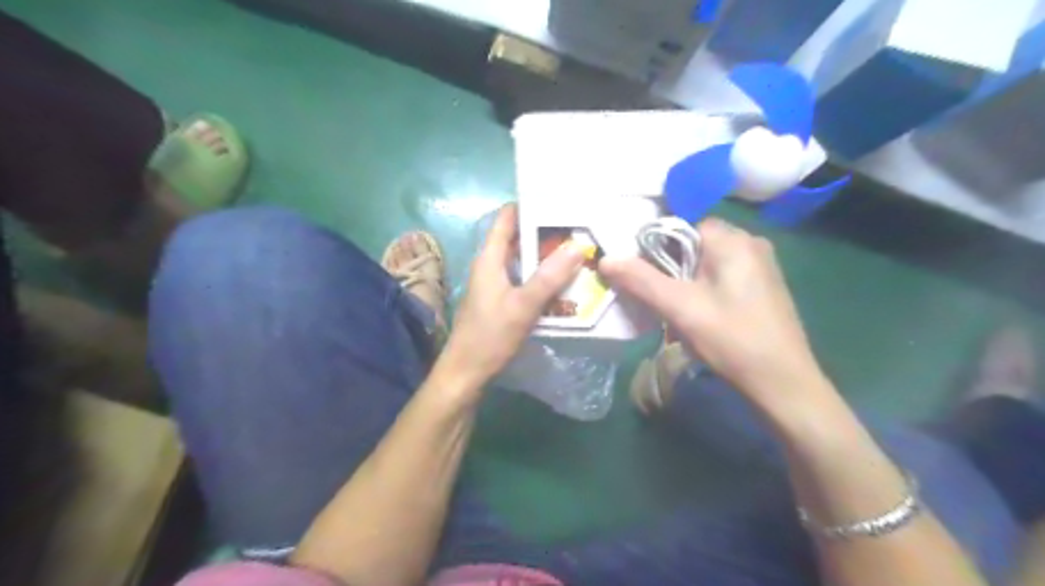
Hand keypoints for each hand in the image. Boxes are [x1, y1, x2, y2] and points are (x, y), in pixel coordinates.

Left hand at [439, 203, 586, 391]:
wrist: (466, 374)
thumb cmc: (489, 337)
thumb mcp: (522, 306)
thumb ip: (549, 277)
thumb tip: (577, 246)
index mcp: (490, 258)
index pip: (507, 218)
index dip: (530, 205)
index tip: (561, 201)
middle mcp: (491, 265)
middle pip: (519, 238)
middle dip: (547, 232)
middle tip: (581, 228)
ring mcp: (496, 284)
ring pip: (524, 261)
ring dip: (547, 257)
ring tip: (579, 251)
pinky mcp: (502, 301)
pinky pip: (525, 280)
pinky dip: (543, 278)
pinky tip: (566, 283)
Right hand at [601, 216, 828, 404]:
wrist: (783, 383)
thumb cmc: (732, 339)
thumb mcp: (680, 308)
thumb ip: (641, 280)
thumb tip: (605, 259)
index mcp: (733, 240)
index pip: (682, 225)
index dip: (656, 245)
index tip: (640, 271)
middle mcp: (750, 243)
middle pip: (694, 243)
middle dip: (670, 267)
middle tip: (656, 296)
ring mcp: (760, 265)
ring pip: (706, 262)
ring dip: (684, 281)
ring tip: (674, 310)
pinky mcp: (762, 286)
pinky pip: (721, 276)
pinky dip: (702, 289)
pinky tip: (698, 315)